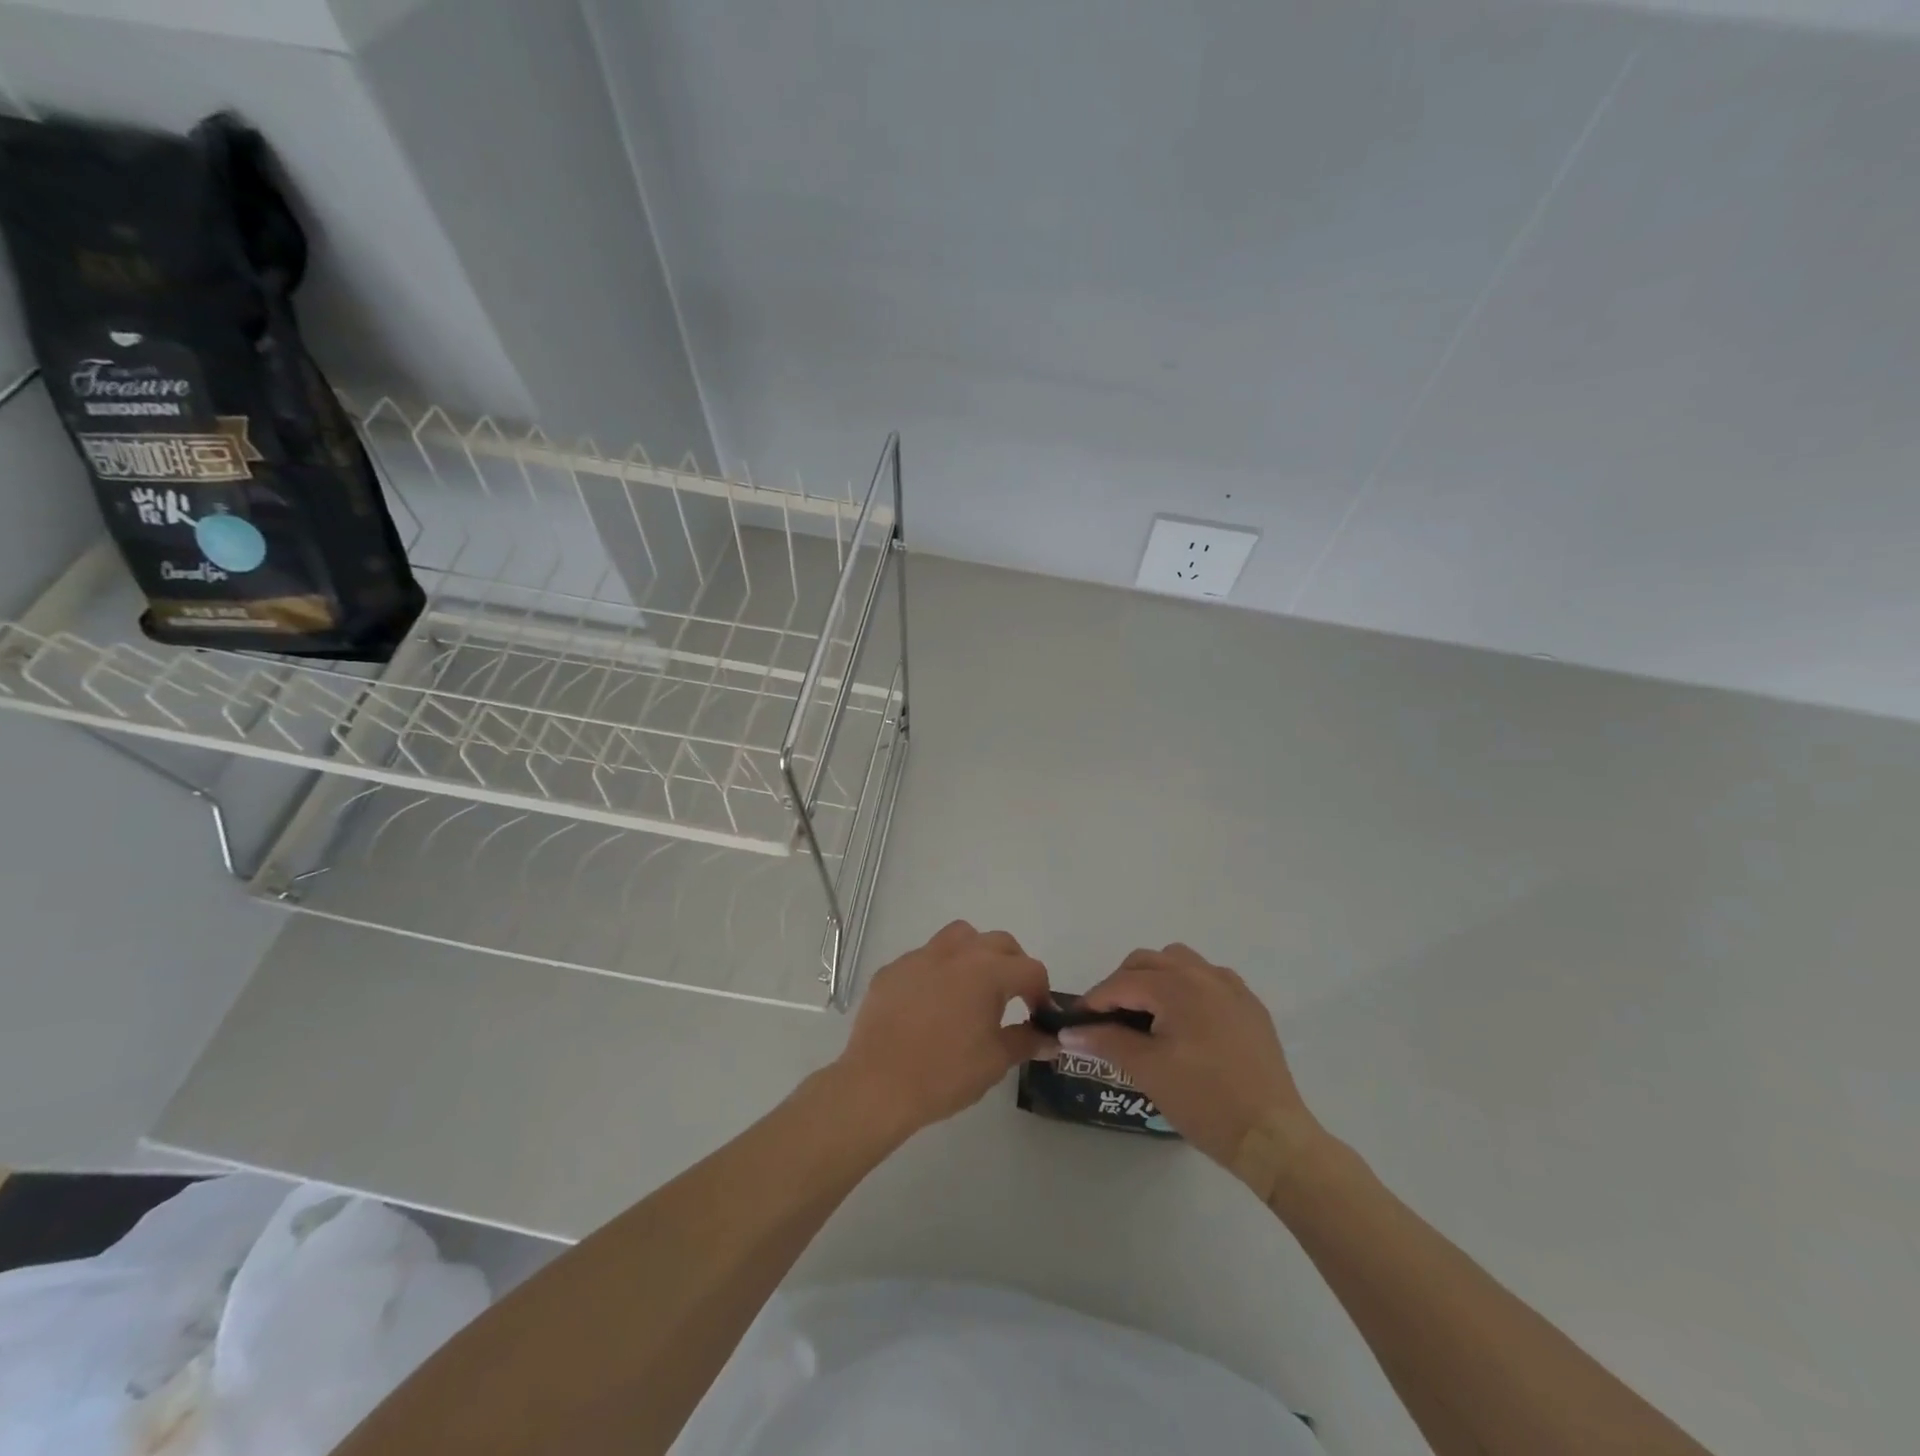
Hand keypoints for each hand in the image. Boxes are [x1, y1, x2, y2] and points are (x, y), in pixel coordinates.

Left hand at [836, 920, 1053, 1138]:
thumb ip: (1026, 1041)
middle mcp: (956, 953)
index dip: (1042, 992)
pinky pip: (924, 958)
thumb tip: (1050, 1038)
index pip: (1030, 969)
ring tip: (973, 987)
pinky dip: (937, 971)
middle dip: (1014, 965)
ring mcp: (920, 957)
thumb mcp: (995, 1061)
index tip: (1039, 1016)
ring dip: (975, 953)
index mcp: (987, 971)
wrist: (878, 1084)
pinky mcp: (892, 969)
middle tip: (1013, 997)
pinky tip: (931, 1004)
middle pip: (998, 943)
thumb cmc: (945, 1073)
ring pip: (959, 937)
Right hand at [1064, 944, 1318, 1170]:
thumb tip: (1069, 1031)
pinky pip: (1208, 979)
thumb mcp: (1147, 1070)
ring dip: (1155, 979)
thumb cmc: (1204, 1100)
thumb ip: (1106, 1041)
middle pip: (1148, 961)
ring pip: (1179, 963)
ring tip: (1147, 1016)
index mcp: (1177, 986)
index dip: (1094, 1000)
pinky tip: (1184, 1022)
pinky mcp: (1249, 1006)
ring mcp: (1231, 988)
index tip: (1077, 1021)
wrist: (1272, 1136)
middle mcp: (1204, 974)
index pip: (1122, 982)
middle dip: (1122, 984)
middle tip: (1109, 1019)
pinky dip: (1186, 989)